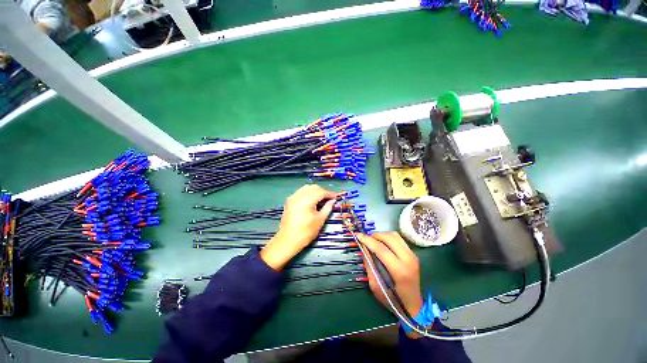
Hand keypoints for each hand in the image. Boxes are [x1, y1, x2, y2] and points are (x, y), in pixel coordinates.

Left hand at [260, 185, 337, 269]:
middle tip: (329, 199)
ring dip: (315, 191)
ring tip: (321, 199)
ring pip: (306, 188)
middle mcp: (299, 195)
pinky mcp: (289, 201)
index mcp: (307, 200)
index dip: (330, 194)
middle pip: (314, 188)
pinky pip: (300, 192)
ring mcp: (293, 197)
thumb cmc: (306, 232)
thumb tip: (333, 201)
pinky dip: (307, 193)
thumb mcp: (320, 220)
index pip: (321, 192)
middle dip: (322, 191)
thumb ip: (327, 208)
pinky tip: (311, 200)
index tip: (336, 197)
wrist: (288, 240)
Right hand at [357, 232, 423, 319]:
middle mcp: (409, 260)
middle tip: (365, 239)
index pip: (381, 249)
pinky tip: (381, 243)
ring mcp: (413, 255)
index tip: (358, 235)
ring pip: (395, 235)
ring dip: (381, 235)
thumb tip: (363, 248)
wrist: (413, 306)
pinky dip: (387, 237)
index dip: (368, 240)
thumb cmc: (393, 300)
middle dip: (374, 235)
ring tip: (372, 240)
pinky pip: (398, 239)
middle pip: (389, 238)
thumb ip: (369, 265)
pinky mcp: (413, 254)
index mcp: (400, 271)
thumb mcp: (376, 286)